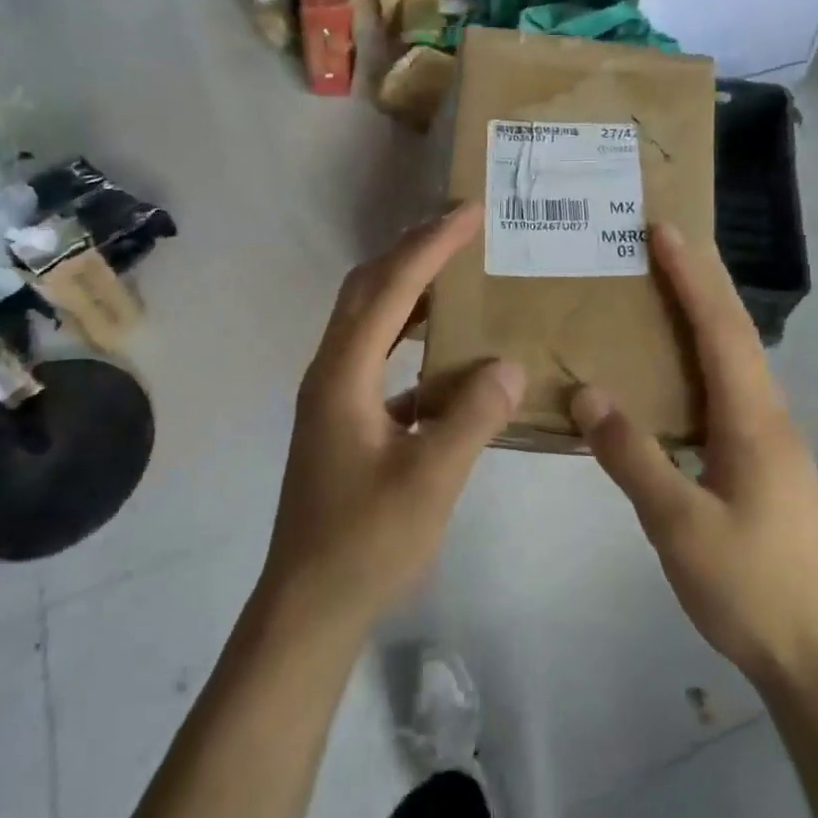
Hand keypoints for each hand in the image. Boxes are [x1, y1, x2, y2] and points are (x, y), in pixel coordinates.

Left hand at [258, 204, 525, 638]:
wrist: (308, 605)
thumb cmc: (365, 541)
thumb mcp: (430, 480)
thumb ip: (473, 417)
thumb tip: (509, 363)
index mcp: (344, 374)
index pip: (391, 289)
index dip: (431, 245)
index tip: (470, 213)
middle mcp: (330, 371)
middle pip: (368, 289)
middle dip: (414, 252)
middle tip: (463, 230)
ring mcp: (333, 395)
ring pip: (370, 321)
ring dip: (409, 290)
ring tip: (458, 275)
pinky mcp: (343, 419)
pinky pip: (378, 358)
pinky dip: (411, 339)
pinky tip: (449, 357)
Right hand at [571, 224, 817, 690]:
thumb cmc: (749, 588)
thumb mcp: (678, 525)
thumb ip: (631, 456)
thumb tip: (587, 394)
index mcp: (754, 421)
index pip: (720, 329)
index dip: (691, 277)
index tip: (664, 232)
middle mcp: (772, 417)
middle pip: (737, 333)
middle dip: (702, 282)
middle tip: (664, 243)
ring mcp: (776, 442)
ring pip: (739, 362)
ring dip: (706, 318)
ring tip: (665, 294)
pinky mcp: (770, 464)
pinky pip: (734, 391)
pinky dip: (707, 359)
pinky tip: (680, 375)